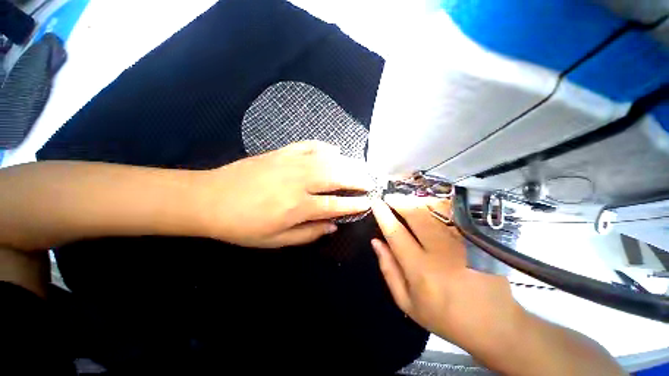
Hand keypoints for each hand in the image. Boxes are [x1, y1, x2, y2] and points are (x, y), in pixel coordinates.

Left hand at [197, 141, 373, 247]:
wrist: (209, 198)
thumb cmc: (242, 225)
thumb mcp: (275, 240)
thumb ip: (308, 234)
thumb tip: (333, 226)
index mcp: (297, 206)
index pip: (335, 204)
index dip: (354, 204)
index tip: (368, 202)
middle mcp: (298, 182)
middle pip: (336, 176)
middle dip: (358, 179)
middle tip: (371, 181)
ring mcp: (290, 163)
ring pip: (327, 160)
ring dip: (347, 163)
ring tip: (360, 167)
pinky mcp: (280, 152)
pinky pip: (309, 145)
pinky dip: (324, 146)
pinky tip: (334, 150)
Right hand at [371, 194, 526, 354]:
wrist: (494, 325)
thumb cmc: (444, 316)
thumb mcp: (407, 302)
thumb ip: (388, 269)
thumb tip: (376, 241)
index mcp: (420, 269)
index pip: (396, 233)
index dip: (383, 215)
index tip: (376, 202)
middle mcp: (441, 252)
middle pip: (416, 215)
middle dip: (399, 201)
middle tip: (390, 197)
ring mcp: (462, 243)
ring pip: (435, 210)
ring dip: (417, 200)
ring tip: (407, 199)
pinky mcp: (477, 240)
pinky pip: (454, 214)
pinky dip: (438, 204)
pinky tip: (429, 204)